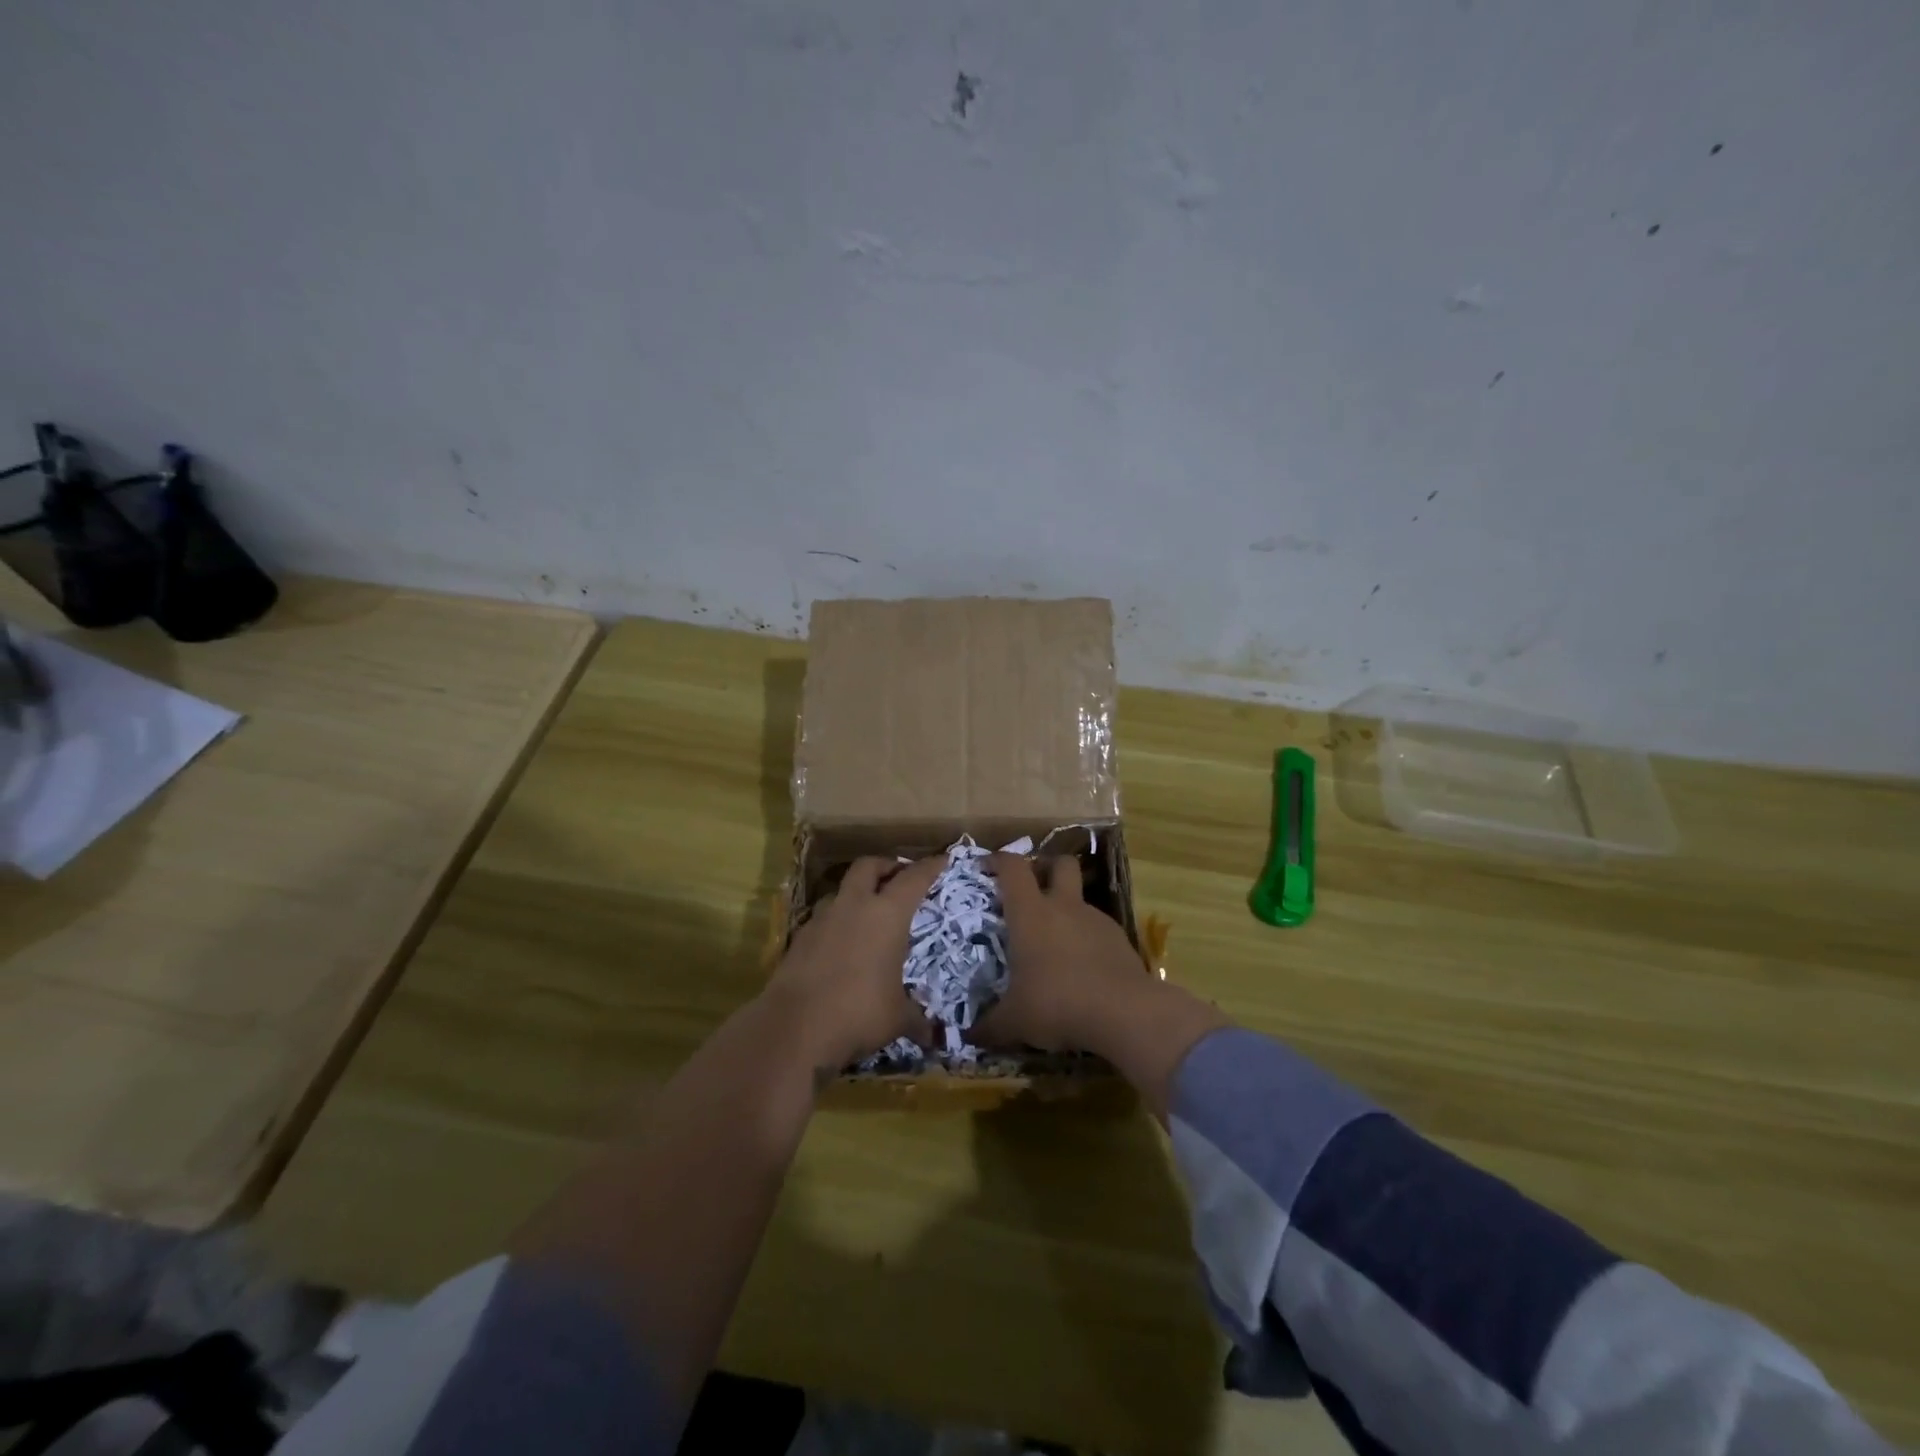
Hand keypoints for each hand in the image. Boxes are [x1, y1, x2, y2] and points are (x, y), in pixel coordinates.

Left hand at [764, 855, 944, 1072]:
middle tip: (899, 877)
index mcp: (887, 914)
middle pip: (869, 866)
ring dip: (856, 893)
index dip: (930, 867)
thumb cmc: (858, 1013)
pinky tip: (842, 943)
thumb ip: (916, 1020)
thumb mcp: (897, 1019)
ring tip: (867, 912)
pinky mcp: (799, 938)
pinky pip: (823, 918)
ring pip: (841, 890)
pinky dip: (836, 921)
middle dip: (886, 866)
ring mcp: (822, 919)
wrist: (794, 1027)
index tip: (942, 859)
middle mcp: (854, 906)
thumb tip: (933, 1037)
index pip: (914, 879)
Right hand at [973, 853, 1147, 1053]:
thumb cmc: (1057, 1003)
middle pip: (1060, 864)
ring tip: (1055, 942)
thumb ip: (989, 1027)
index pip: (1013, 867)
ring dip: (1067, 909)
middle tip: (1032, 888)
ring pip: (1080, 898)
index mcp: (1031, 913)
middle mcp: (1064, 906)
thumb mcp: (1014, 1021)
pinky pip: (1098, 928)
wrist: (1124, 1013)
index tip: (986, 867)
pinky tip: (1082, 968)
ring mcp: (1096, 920)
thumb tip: (968, 1037)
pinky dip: (1086, 938)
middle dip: (1046, 867)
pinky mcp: (1120, 939)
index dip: (998, 860)